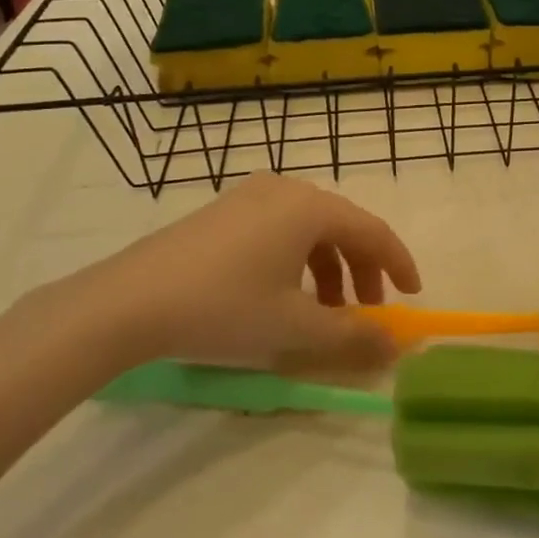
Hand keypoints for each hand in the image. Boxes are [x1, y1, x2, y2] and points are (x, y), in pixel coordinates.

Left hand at [38, 174, 421, 377]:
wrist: (126, 303)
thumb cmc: (223, 308)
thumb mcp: (294, 328)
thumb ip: (352, 337)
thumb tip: (395, 346)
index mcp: (310, 208)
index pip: (373, 231)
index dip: (398, 264)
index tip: (411, 295)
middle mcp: (284, 191)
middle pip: (341, 228)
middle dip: (361, 271)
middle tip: (366, 311)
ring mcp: (248, 198)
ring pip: (308, 230)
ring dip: (328, 269)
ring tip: (323, 311)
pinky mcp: (221, 212)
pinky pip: (278, 230)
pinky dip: (296, 261)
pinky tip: (281, 295)